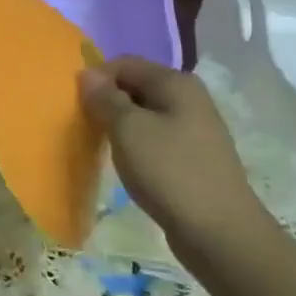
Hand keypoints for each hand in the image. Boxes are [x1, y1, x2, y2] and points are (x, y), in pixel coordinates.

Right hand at [78, 56, 267, 247]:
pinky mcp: (194, 157)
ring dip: (121, 126)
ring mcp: (195, 128)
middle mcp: (189, 98)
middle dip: (108, 102)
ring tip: (103, 147)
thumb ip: (105, 98)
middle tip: (85, 126)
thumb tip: (87, 73)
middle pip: (136, 86)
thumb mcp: (128, 130)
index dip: (96, 78)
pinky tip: (129, 165)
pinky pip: (156, 138)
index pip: (124, 63)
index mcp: (176, 82)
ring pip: (145, 114)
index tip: (75, 104)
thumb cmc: (170, 172)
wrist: (220, 232)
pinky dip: (137, 145)